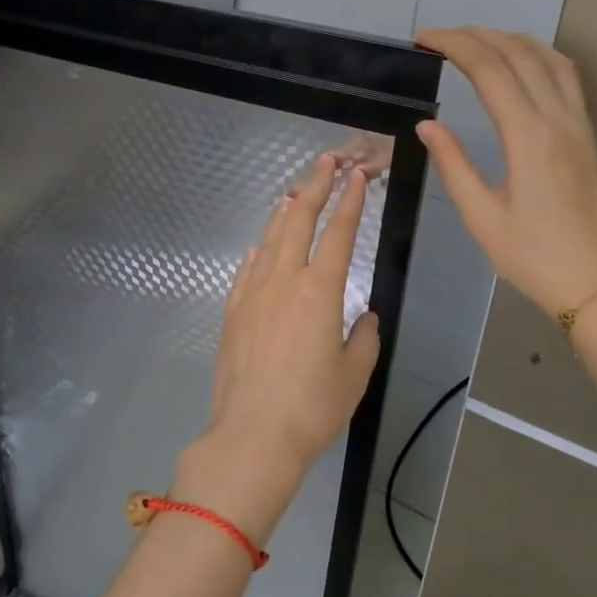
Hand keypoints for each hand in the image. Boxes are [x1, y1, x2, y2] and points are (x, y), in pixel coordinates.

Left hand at [176, 154, 380, 543]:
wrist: (253, 435)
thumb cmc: (313, 407)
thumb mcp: (354, 373)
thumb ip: (363, 337)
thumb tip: (362, 317)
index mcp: (321, 291)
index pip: (339, 232)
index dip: (350, 200)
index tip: (358, 176)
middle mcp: (284, 280)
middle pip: (299, 220)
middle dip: (316, 186)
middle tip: (328, 161)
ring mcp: (253, 293)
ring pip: (269, 239)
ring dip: (284, 212)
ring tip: (295, 192)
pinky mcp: (233, 311)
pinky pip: (247, 269)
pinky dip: (258, 251)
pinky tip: (261, 247)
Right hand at [414, 27, 596, 317]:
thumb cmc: (533, 257)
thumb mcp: (482, 217)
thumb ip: (453, 165)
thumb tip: (428, 125)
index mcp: (529, 138)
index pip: (491, 70)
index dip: (455, 45)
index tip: (423, 39)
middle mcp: (559, 120)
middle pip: (519, 54)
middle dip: (477, 35)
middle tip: (439, 38)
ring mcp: (580, 125)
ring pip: (549, 59)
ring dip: (510, 40)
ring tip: (475, 41)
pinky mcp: (588, 136)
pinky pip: (567, 77)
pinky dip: (538, 56)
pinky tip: (521, 63)